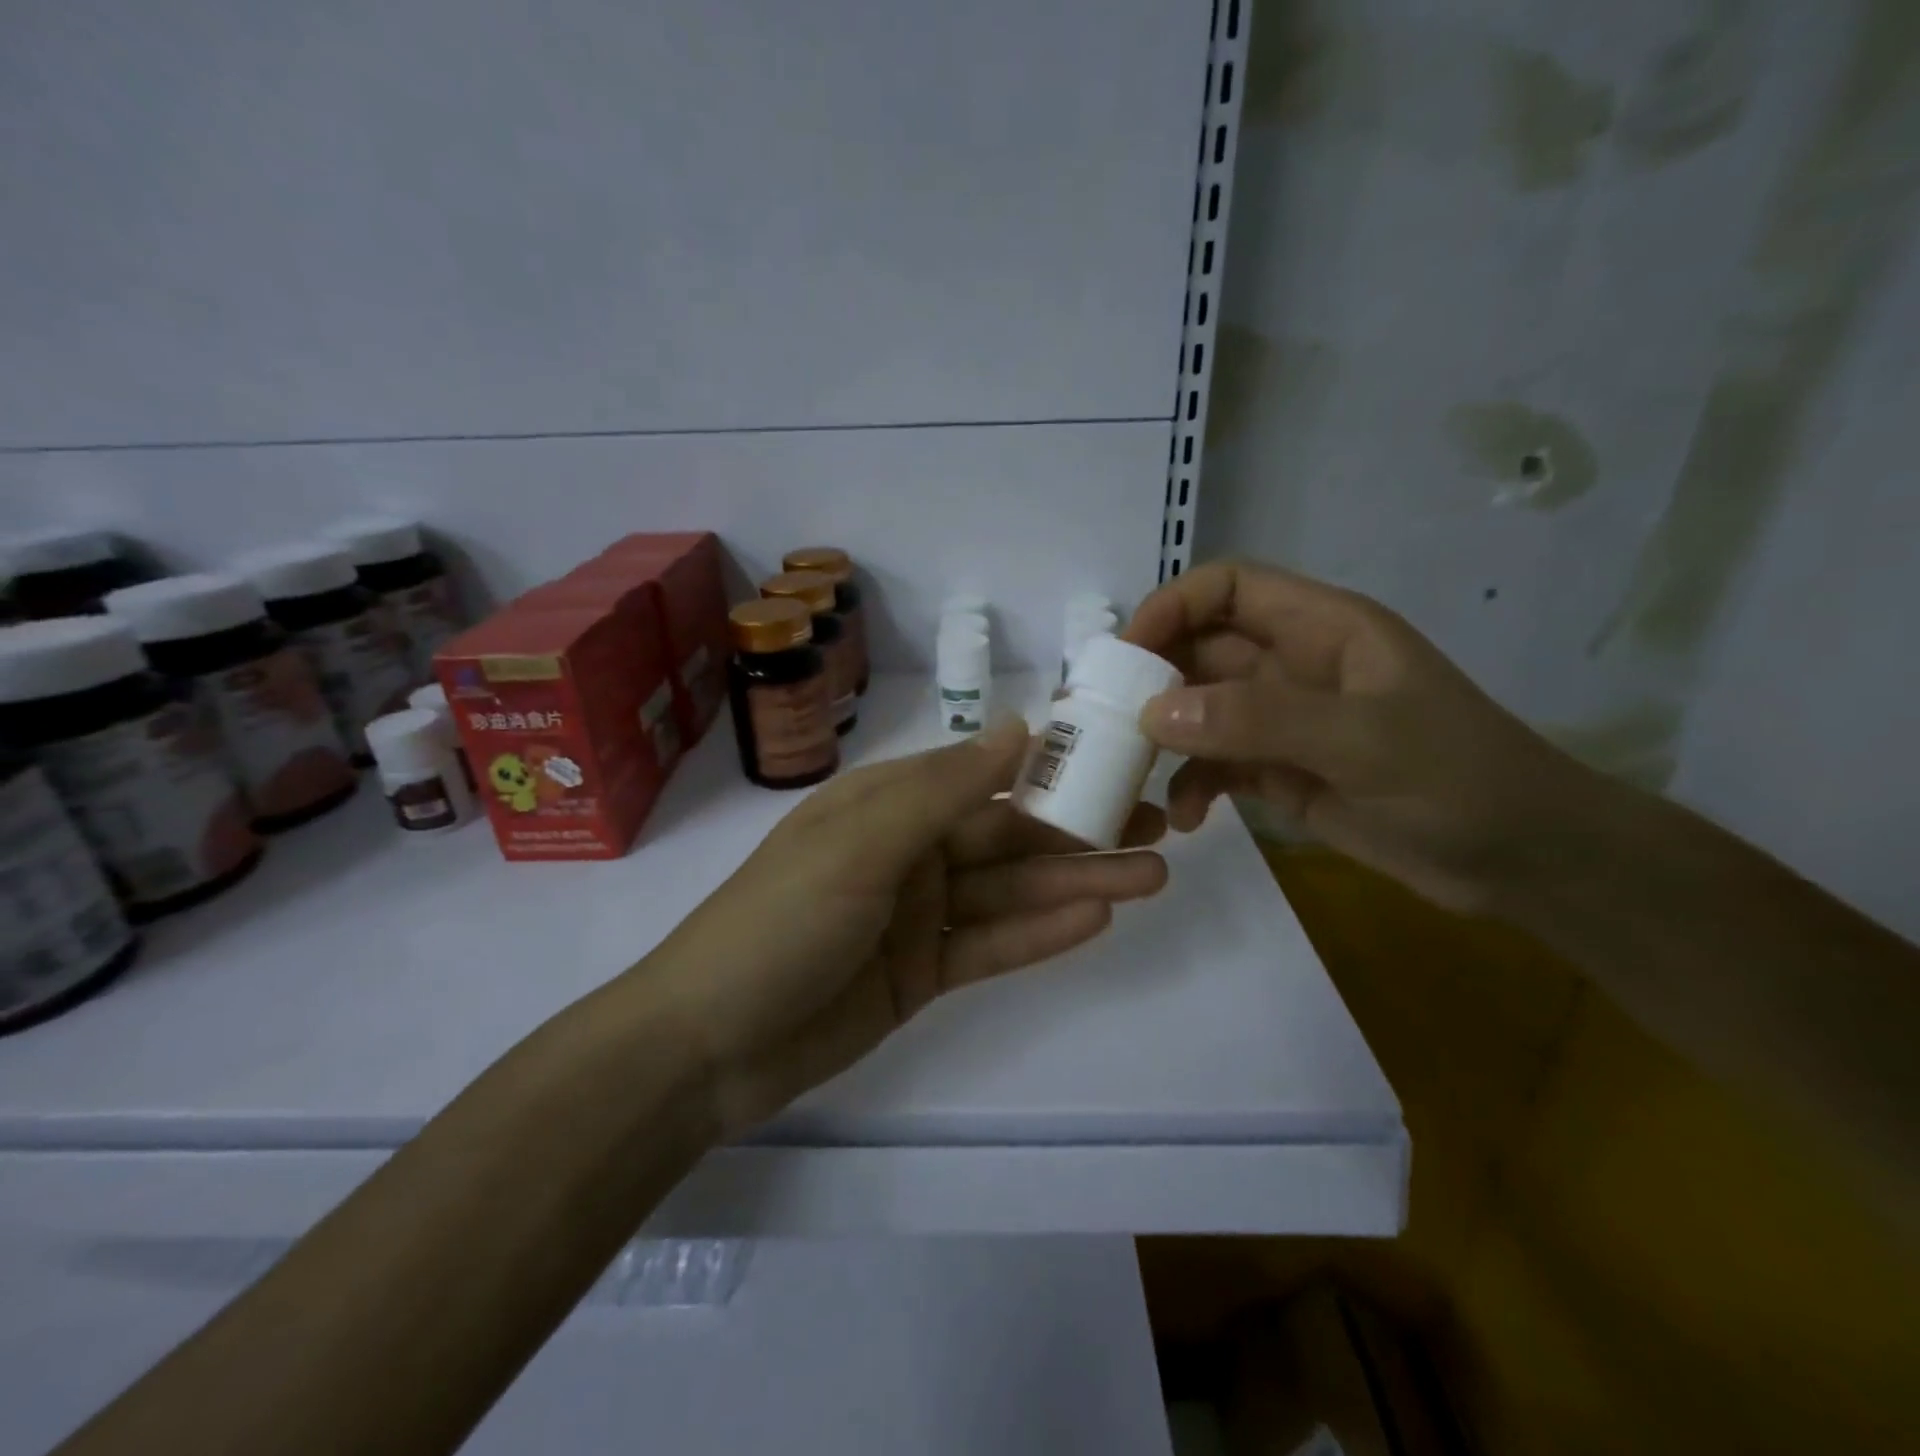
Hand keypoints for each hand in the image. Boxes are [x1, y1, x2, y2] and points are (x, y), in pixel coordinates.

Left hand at [645, 719, 1167, 1135]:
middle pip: (1008, 836)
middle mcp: (908, 851)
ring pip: (1010, 892)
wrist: (708, 1046)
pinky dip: (1040, 934)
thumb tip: (1020, 727)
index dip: (1051, 767)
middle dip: (1081, 831)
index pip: (984, 775)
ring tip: (1153, 875)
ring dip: (1078, 883)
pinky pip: (990, 946)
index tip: (1119, 761)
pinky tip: (1098, 919)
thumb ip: (945, 790)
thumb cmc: (780, 922)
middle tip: (1162, 826)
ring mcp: (916, 915)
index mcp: (887, 803)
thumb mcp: (861, 844)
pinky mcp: (921, 973)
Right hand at [1124, 560, 1594, 914]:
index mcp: (1322, 628)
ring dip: (1163, 737)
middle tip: (1105, 719)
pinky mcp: (1278, 772)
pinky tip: (1187, 819)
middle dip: (1152, 678)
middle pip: (1200, 649)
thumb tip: (1151, 714)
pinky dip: (1192, 786)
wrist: (1522, 860)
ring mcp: (1282, 723)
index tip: (1125, 652)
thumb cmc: (1459, 780)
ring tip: (1131, 771)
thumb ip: (1258, 721)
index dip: (1173, 606)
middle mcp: (1294, 666)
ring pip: (1199, 710)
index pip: (1229, 587)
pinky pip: (1215, 767)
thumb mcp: (1364, 742)